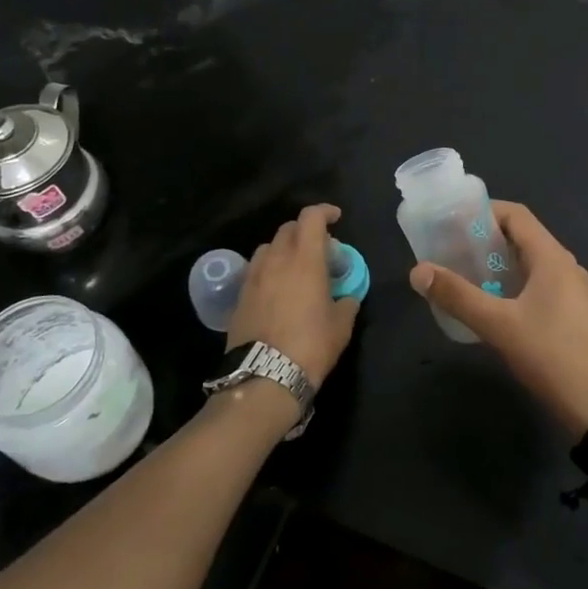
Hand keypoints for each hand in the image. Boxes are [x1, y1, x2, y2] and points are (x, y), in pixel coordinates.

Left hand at [225, 204, 359, 386]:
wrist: (264, 377)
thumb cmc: (311, 346)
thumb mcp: (341, 326)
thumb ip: (347, 303)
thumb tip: (348, 297)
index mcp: (305, 260)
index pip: (311, 218)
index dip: (324, 211)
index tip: (336, 218)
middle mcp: (276, 260)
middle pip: (288, 229)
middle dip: (305, 231)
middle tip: (320, 248)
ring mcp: (254, 277)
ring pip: (268, 247)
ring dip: (284, 248)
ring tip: (295, 267)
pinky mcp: (239, 296)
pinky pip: (255, 270)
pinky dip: (268, 269)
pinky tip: (277, 288)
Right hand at [410, 201, 587, 437]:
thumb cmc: (551, 356)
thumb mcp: (498, 325)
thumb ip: (457, 296)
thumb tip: (417, 271)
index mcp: (552, 257)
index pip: (516, 215)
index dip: (483, 211)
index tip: (450, 221)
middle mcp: (564, 266)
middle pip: (521, 237)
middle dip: (484, 239)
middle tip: (448, 250)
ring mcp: (571, 291)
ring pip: (528, 263)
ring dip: (496, 264)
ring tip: (461, 275)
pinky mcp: (572, 314)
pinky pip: (536, 285)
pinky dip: (510, 284)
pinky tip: (489, 306)